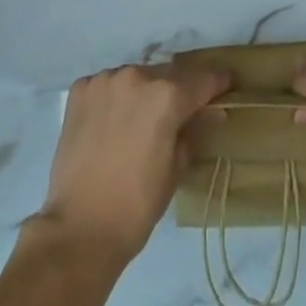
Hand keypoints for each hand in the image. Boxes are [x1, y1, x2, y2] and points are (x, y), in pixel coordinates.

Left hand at [37, 63, 231, 264]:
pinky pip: (105, 86)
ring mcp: (105, 80)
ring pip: (133, 79)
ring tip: (135, 124)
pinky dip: (112, 99)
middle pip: (165, 77)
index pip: (201, 81)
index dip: (217, 82)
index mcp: (166, 96)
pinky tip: (108, 125)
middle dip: (173, 93)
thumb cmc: (136, 206)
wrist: (79, 229)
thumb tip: (213, 112)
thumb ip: (194, 132)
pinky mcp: (80, 90)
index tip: (227, 82)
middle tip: (173, 117)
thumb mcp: (175, 170)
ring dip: (140, 94)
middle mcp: (137, 76)